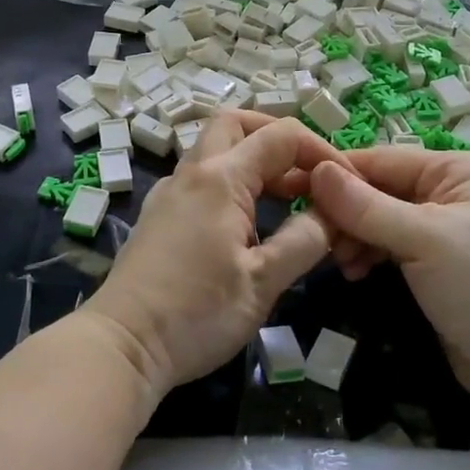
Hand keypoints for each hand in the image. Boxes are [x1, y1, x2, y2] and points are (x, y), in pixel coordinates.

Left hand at [85, 113, 340, 395]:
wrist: (123, 346)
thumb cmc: (196, 313)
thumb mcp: (263, 283)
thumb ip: (304, 240)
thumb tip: (333, 214)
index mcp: (221, 178)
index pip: (280, 136)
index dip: (321, 150)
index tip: (346, 182)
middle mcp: (192, 173)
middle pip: (236, 123)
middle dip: (277, 137)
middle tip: (308, 172)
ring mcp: (170, 192)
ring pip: (215, 149)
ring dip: (254, 160)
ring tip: (289, 198)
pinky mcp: (160, 215)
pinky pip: (201, 177)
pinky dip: (232, 181)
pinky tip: (248, 220)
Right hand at [308, 148, 469, 413]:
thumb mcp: (424, 240)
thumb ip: (366, 206)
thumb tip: (316, 170)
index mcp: (454, 170)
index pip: (381, 160)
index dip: (337, 175)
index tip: (292, 189)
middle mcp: (447, 190)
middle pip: (376, 189)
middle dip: (345, 214)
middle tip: (316, 240)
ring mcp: (439, 228)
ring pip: (377, 219)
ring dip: (353, 237)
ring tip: (340, 264)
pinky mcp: (432, 262)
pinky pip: (387, 245)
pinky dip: (367, 255)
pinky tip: (353, 272)